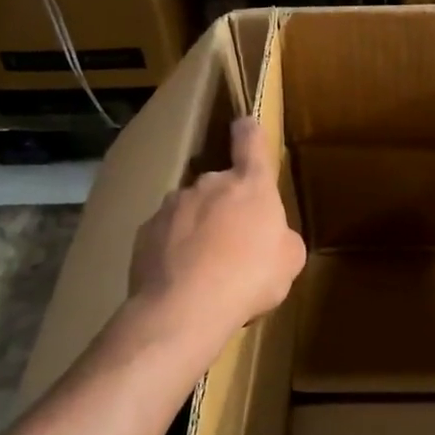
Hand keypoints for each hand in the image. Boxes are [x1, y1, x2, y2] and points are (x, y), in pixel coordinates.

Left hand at [128, 116, 305, 347]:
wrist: (184, 308)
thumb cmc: (250, 277)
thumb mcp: (289, 261)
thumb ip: (283, 238)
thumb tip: (274, 238)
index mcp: (250, 185)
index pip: (250, 142)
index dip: (249, 132)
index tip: (244, 125)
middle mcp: (209, 184)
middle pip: (220, 186)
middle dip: (227, 207)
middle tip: (236, 243)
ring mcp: (172, 206)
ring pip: (191, 210)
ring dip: (199, 228)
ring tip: (206, 268)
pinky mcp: (145, 232)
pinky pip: (166, 235)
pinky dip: (174, 250)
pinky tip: (181, 279)